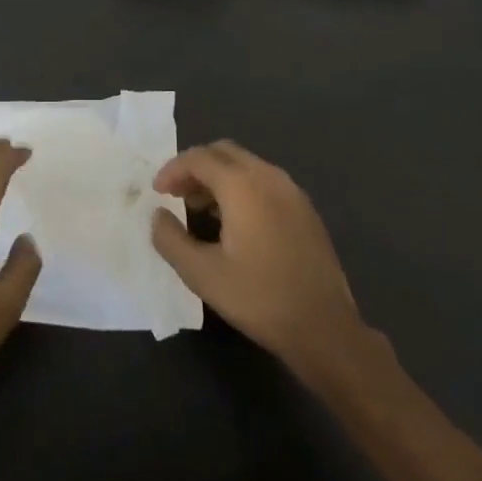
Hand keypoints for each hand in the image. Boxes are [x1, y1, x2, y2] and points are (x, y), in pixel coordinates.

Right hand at [151, 140, 366, 376]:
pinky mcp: (305, 209)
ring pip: (246, 165)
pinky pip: (265, 181)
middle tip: (176, 194)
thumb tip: (158, 215)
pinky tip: (235, 223)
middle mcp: (269, 176)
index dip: (173, 169)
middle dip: (195, 167)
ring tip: (201, 209)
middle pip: (223, 153)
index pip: (199, 158)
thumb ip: (171, 240)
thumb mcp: (202, 274)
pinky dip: (241, 188)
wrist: (324, 327)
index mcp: (243, 185)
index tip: (157, 191)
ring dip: (218, 177)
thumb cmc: (259, 298)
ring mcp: (292, 191)